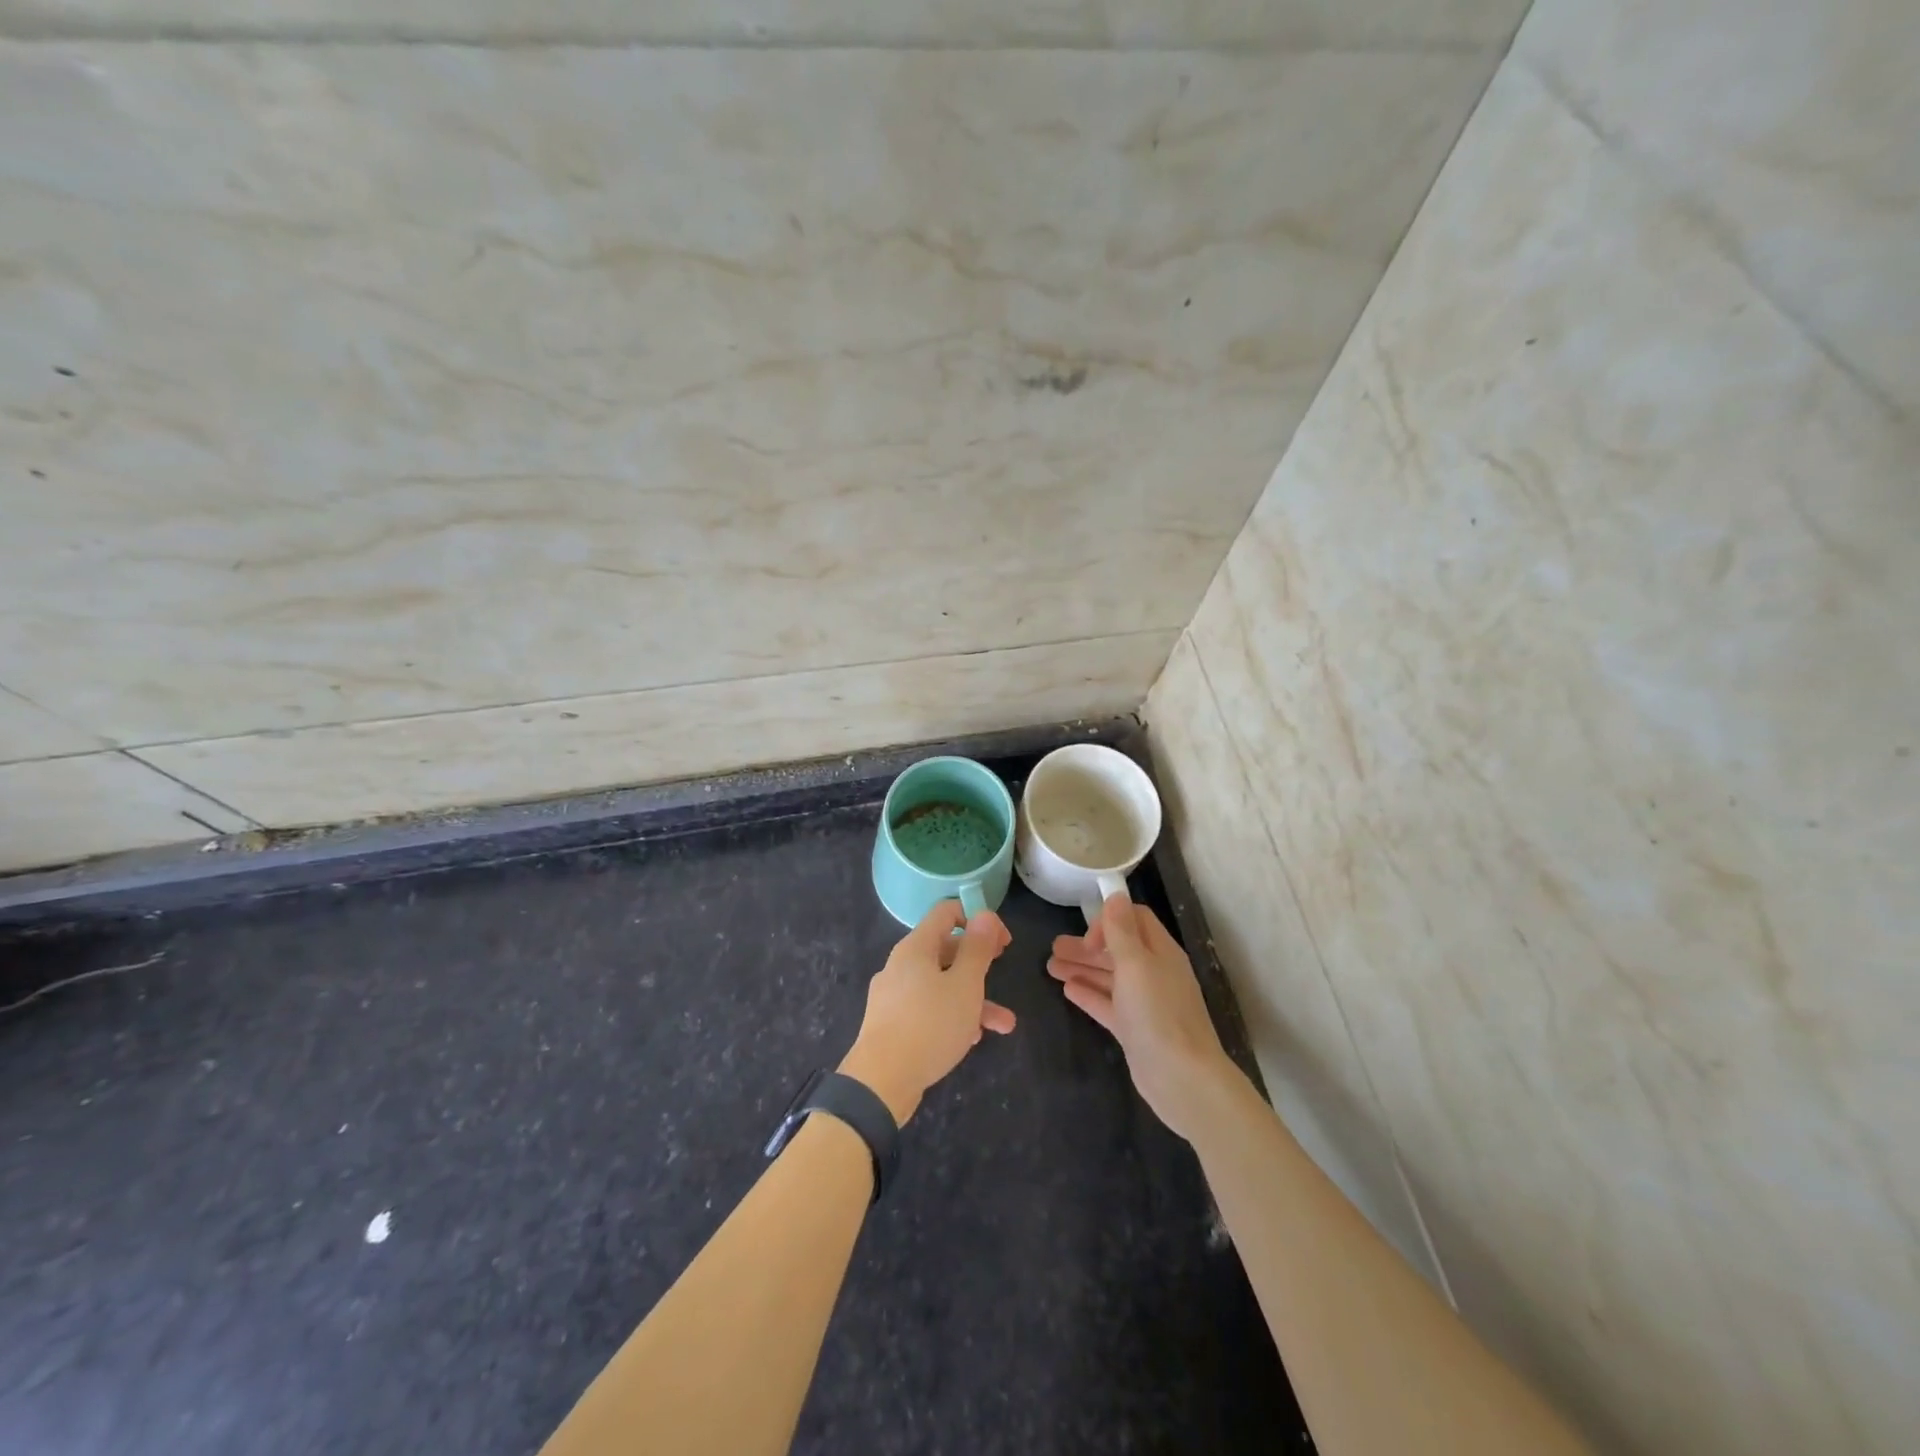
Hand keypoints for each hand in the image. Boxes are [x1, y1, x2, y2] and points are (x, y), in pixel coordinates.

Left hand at [839, 900, 1015, 1124]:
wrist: (880, 1083)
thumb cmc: (929, 1025)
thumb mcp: (964, 985)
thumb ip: (977, 949)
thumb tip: (985, 914)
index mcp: (915, 948)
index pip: (946, 912)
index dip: (977, 918)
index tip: (1002, 941)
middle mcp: (901, 965)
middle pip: (944, 949)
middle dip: (979, 962)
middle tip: (1002, 970)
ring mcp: (894, 996)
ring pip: (940, 985)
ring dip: (973, 998)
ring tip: (1004, 1024)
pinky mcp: (892, 1024)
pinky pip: (928, 1009)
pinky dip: (952, 1017)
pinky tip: (971, 1040)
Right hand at [1048, 892, 1236, 1140]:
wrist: (1182, 1079)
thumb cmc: (1158, 1014)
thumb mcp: (1136, 965)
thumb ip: (1122, 930)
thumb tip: (1115, 895)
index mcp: (1160, 952)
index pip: (1134, 920)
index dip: (1109, 920)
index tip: (1088, 938)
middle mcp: (1154, 973)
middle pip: (1117, 949)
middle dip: (1086, 946)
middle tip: (1053, 948)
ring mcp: (1145, 1003)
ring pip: (1109, 977)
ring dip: (1082, 968)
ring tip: (1050, 967)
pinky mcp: (1135, 1030)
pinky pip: (1108, 1004)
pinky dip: (1089, 994)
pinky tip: (1068, 990)